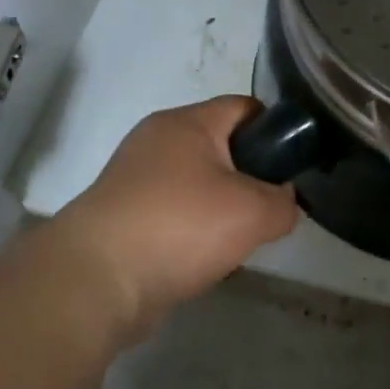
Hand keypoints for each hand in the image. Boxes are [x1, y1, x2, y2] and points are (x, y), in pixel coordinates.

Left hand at [57, 96, 298, 329]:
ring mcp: (135, 179)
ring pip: (199, 183)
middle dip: (251, 176)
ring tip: (239, 239)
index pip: (245, 107)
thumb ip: (284, 203)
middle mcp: (157, 141)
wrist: (97, 282)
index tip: (292, 165)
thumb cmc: (181, 226)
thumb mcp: (254, 213)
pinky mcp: (122, 215)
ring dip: (223, 208)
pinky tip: (205, 258)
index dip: (276, 130)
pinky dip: (194, 230)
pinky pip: (174, 212)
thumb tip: (283, 202)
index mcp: (187, 123)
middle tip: (269, 208)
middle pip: (222, 147)